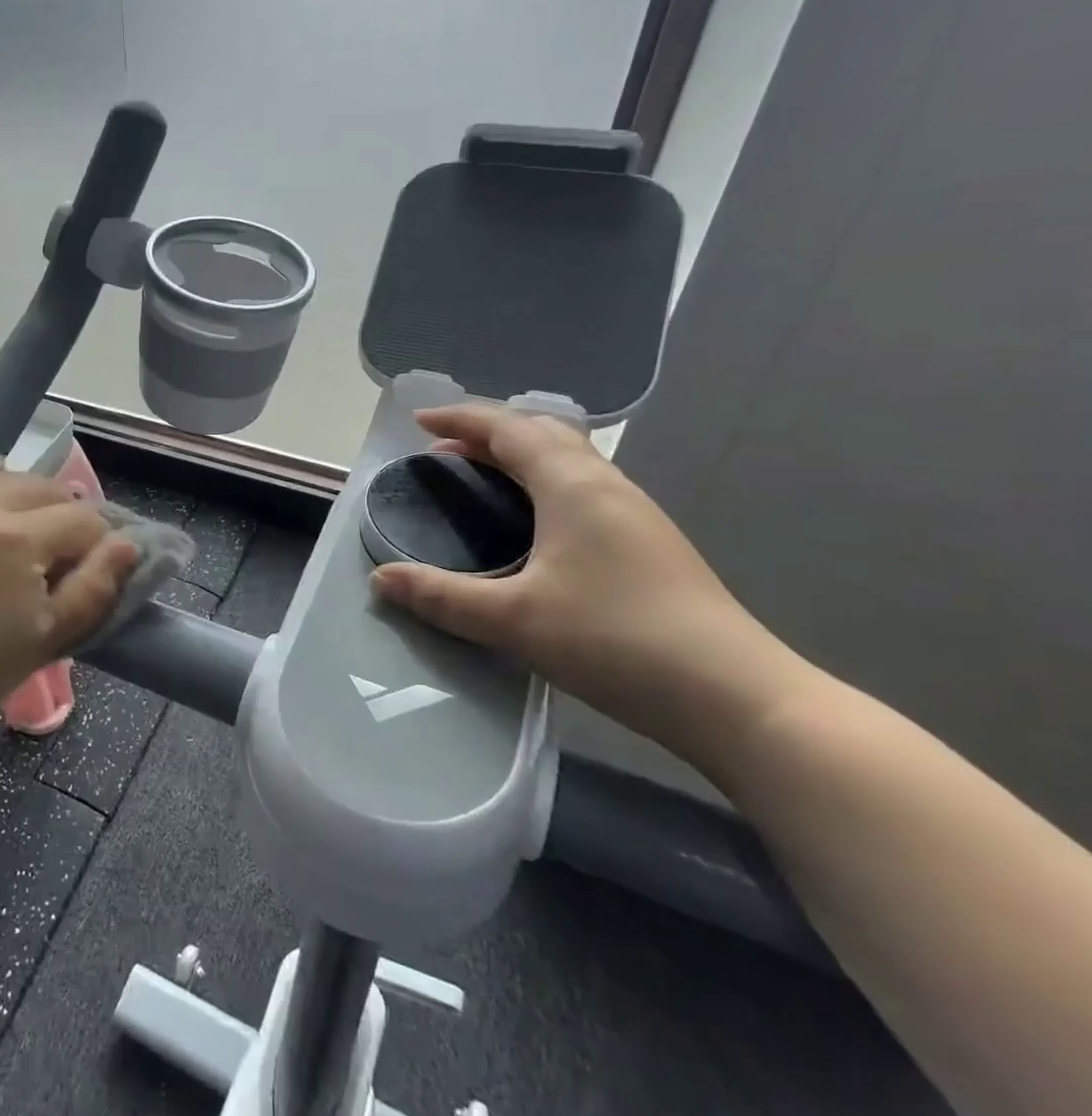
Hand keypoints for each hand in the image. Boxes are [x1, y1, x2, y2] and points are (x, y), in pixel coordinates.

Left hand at [0, 467, 138, 753]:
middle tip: (69, 561)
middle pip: (52, 489)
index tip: (97, 575)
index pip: (85, 520)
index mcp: (20, 537)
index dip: (102, 545)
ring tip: (38, 539)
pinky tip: (3, 513)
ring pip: (14, 479)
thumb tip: (128, 544)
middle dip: (72, 518)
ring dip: (38, 501)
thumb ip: (95, 586)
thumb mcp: (48, 638)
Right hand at [369, 403, 808, 766]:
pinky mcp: (649, 542)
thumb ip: (441, 596)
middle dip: (489, 432)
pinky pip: (584, 486)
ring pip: (569, 458)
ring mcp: (635, 513)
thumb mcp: (512, 619)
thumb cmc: (615, 641)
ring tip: (482, 480)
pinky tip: (534, 524)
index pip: (507, 428)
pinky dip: (544, 482)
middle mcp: (606, 485)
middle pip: (543, 432)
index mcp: (572, 485)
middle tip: (446, 452)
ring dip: (520, 455)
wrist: (735, 697)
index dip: (460, 418)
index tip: (418, 422)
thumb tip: (380, 578)